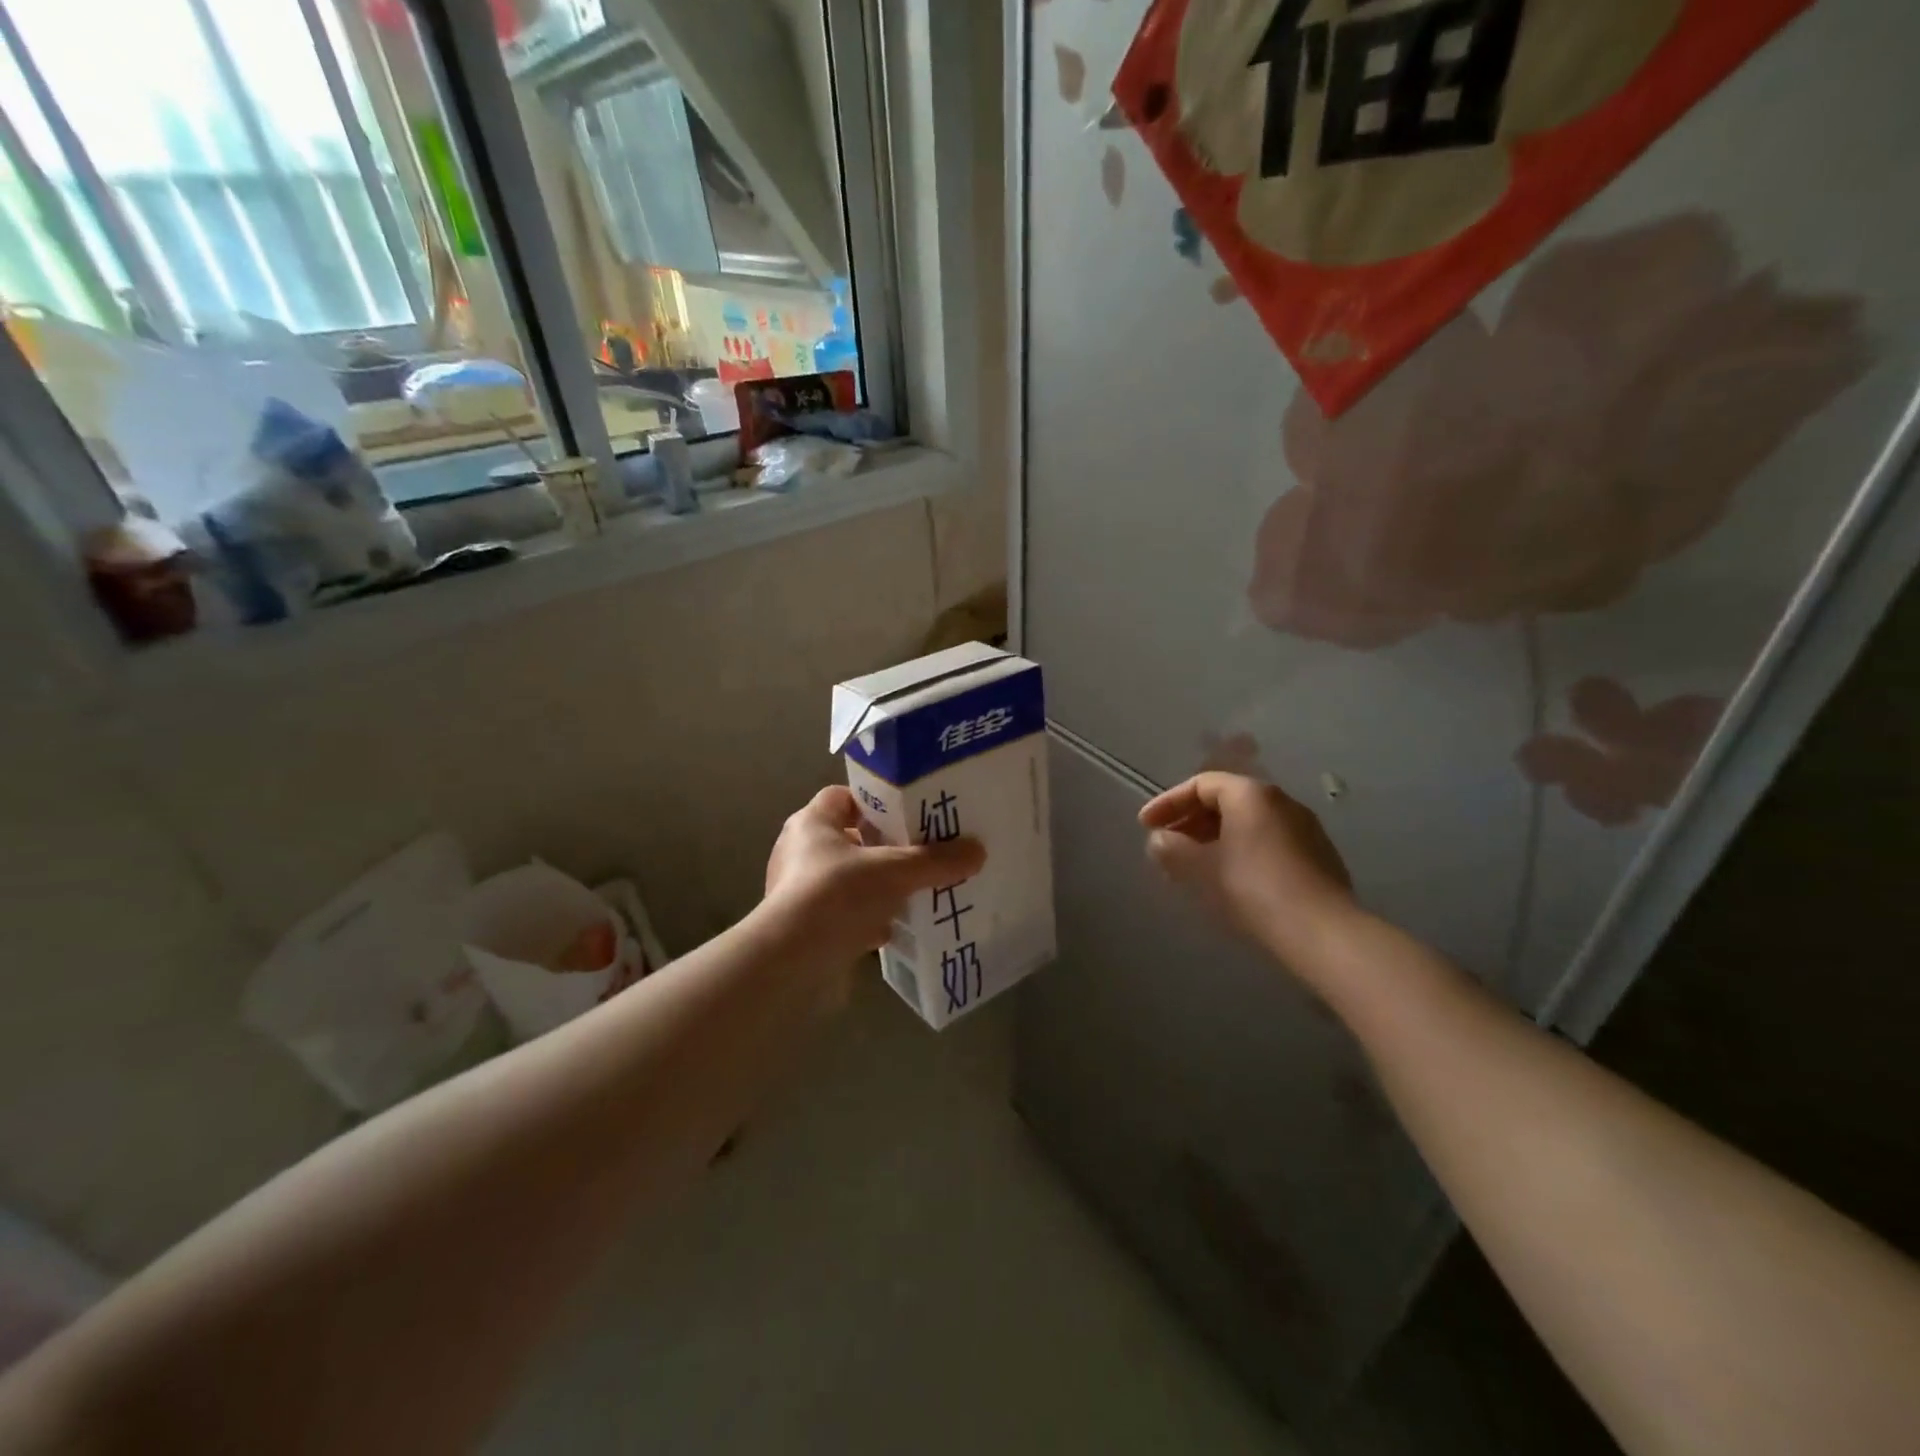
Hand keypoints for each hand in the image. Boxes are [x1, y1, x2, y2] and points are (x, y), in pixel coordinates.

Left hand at [762, 786, 984, 966]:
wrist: (792, 962)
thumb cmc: (837, 895)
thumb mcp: (896, 871)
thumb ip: (936, 860)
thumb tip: (978, 851)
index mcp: (811, 823)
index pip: (843, 797)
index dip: (876, 802)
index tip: (910, 814)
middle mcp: (800, 852)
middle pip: (850, 839)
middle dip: (885, 847)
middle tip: (922, 852)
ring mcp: (799, 891)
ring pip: (849, 880)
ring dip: (878, 886)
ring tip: (915, 891)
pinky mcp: (805, 927)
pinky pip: (843, 914)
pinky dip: (867, 919)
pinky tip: (894, 929)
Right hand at [1139, 772, 1353, 957]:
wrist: (1324, 932)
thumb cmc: (1255, 889)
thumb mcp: (1203, 869)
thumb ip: (1173, 849)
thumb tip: (1159, 840)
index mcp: (1251, 795)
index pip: (1201, 784)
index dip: (1168, 803)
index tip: (1145, 826)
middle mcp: (1280, 801)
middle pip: (1225, 800)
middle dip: (1190, 821)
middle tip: (1166, 846)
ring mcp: (1303, 828)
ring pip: (1246, 822)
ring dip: (1213, 838)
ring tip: (1191, 866)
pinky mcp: (1317, 855)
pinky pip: (1266, 840)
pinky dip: (1239, 850)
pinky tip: (1227, 879)